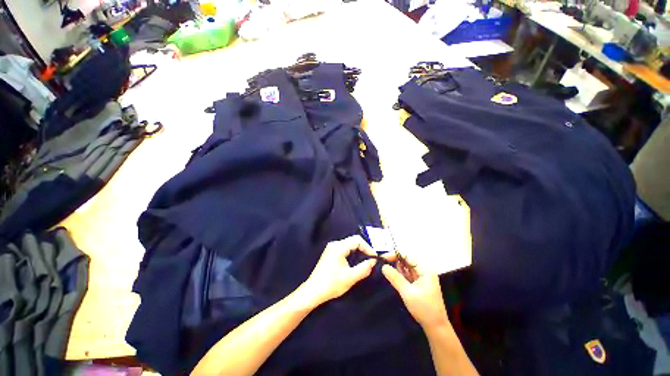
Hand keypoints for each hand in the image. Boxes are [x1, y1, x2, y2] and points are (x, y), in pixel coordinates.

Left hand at [298, 235, 376, 306]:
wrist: (313, 292)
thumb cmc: (331, 284)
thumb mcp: (350, 277)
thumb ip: (364, 268)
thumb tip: (373, 261)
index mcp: (338, 247)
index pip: (357, 240)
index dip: (367, 247)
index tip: (374, 258)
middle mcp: (335, 244)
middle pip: (353, 241)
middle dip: (364, 249)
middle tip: (371, 260)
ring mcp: (331, 248)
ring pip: (349, 245)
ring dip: (358, 252)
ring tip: (366, 261)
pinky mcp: (330, 254)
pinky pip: (345, 249)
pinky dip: (352, 254)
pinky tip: (356, 262)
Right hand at [381, 253, 448, 328]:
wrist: (436, 328)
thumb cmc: (424, 309)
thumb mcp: (407, 293)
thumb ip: (395, 278)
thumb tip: (383, 266)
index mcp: (425, 270)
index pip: (408, 256)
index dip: (395, 254)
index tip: (383, 258)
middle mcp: (424, 271)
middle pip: (407, 260)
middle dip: (395, 261)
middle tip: (383, 265)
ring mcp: (422, 277)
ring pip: (406, 267)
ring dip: (397, 268)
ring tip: (387, 270)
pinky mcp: (419, 284)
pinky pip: (407, 275)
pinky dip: (400, 275)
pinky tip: (394, 277)